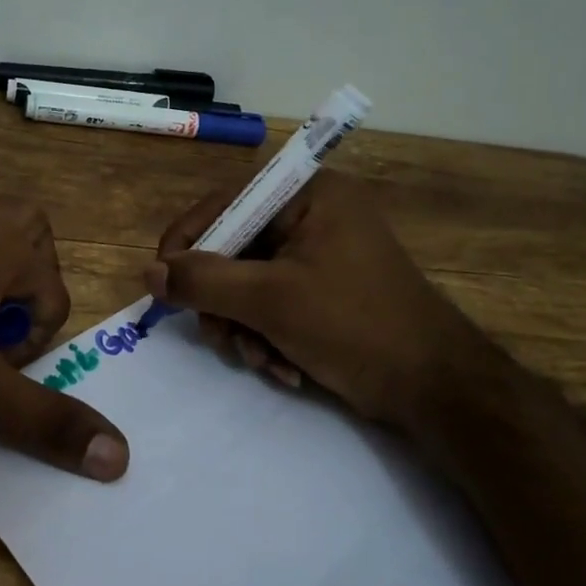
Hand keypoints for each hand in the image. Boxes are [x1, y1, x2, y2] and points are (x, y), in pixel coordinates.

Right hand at [144, 172, 508, 427]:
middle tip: (219, 338)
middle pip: (234, 248)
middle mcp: (313, 215)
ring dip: (244, 327)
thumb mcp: (270, 301)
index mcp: (309, 195)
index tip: (161, 285)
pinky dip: (268, 337)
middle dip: (223, 302)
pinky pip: (273, 304)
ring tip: (260, 360)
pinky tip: (282, 368)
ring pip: (248, 283)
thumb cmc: (355, 327)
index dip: (187, 243)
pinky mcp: (325, 291)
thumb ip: (203, 282)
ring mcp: (320, 255)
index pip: (225, 203)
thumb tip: (148, 273)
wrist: (437, 389)